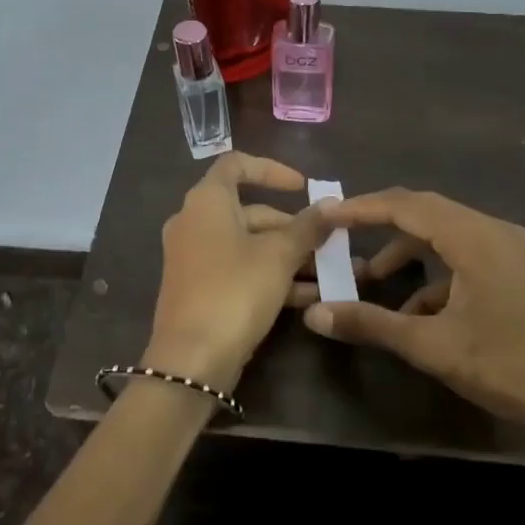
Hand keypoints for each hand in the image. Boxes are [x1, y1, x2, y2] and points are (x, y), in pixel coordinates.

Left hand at [149, 153, 336, 390]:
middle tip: (329, 242)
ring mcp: (195, 258)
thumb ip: (308, 227)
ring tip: (331, 273)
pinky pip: (241, 271)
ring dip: (289, 256)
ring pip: (249, 245)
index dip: (272, 170)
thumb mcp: (279, 256)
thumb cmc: (235, 291)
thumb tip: (333, 204)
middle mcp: (195, 223)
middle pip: (250, 211)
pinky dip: (272, 277)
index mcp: (206, 201)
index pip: (237, 164)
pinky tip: (311, 297)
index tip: (303, 187)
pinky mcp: (200, 289)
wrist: (191, 360)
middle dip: (293, 227)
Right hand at [303, 188, 524, 501]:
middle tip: (341, 235)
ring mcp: (514, 250)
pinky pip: (468, 257)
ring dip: (410, 252)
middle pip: (427, 211)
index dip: (362, 207)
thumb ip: (372, 324)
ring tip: (375, 280)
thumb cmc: (511, 368)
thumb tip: (314, 314)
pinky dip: (437, 275)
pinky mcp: (522, 272)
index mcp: (476, 237)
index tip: (326, 214)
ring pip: (448, 235)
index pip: (407, 205)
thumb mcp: (434, 347)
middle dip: (382, 224)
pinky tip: (418, 313)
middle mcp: (496, 231)